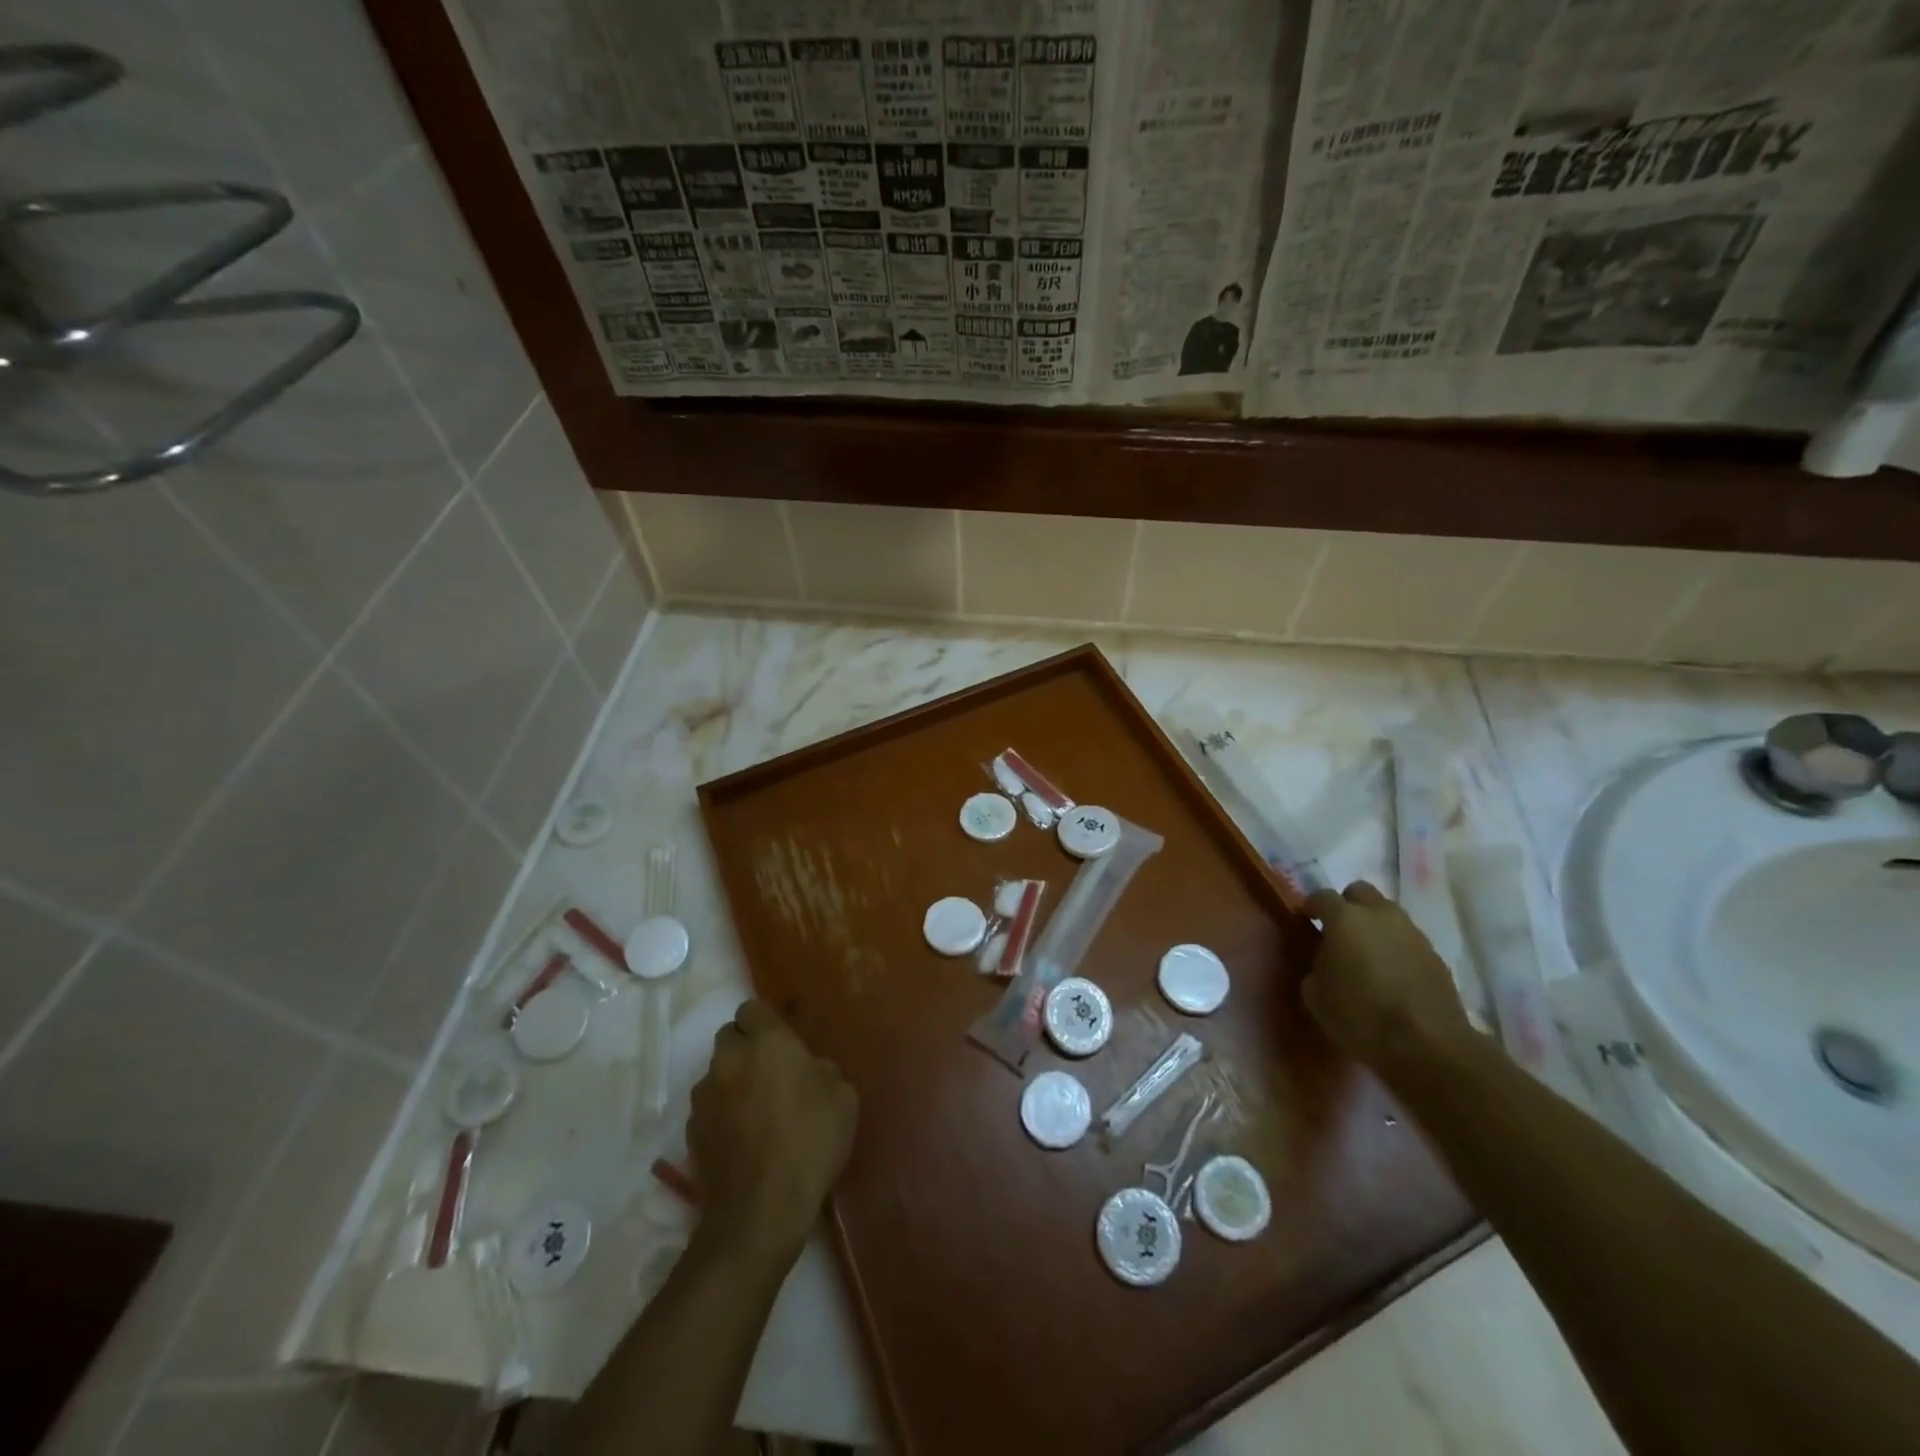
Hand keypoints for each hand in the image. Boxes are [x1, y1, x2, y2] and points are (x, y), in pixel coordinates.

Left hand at [688, 1000, 856, 1264]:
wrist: (760, 1212)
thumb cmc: (809, 1143)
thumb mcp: (843, 1098)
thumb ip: (822, 1069)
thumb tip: (808, 1068)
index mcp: (766, 1041)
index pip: (753, 1008)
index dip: (767, 1023)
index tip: (784, 1044)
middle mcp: (728, 1059)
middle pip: (730, 1037)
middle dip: (747, 1048)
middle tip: (773, 1074)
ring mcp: (704, 1095)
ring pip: (718, 1072)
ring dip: (733, 1081)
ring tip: (757, 1111)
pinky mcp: (691, 1130)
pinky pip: (709, 1107)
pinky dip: (722, 1114)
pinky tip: (743, 1139)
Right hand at [1301, 881, 1472, 1072]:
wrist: (1427, 1046)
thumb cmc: (1360, 1016)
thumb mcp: (1315, 995)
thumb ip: (1315, 967)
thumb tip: (1325, 962)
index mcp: (1345, 918)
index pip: (1321, 896)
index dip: (1310, 907)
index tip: (1305, 921)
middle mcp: (1380, 915)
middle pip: (1360, 892)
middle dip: (1347, 905)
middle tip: (1338, 932)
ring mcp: (1413, 933)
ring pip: (1387, 915)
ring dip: (1374, 927)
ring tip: (1367, 957)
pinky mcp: (1436, 956)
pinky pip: (1407, 940)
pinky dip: (1396, 949)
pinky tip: (1391, 976)